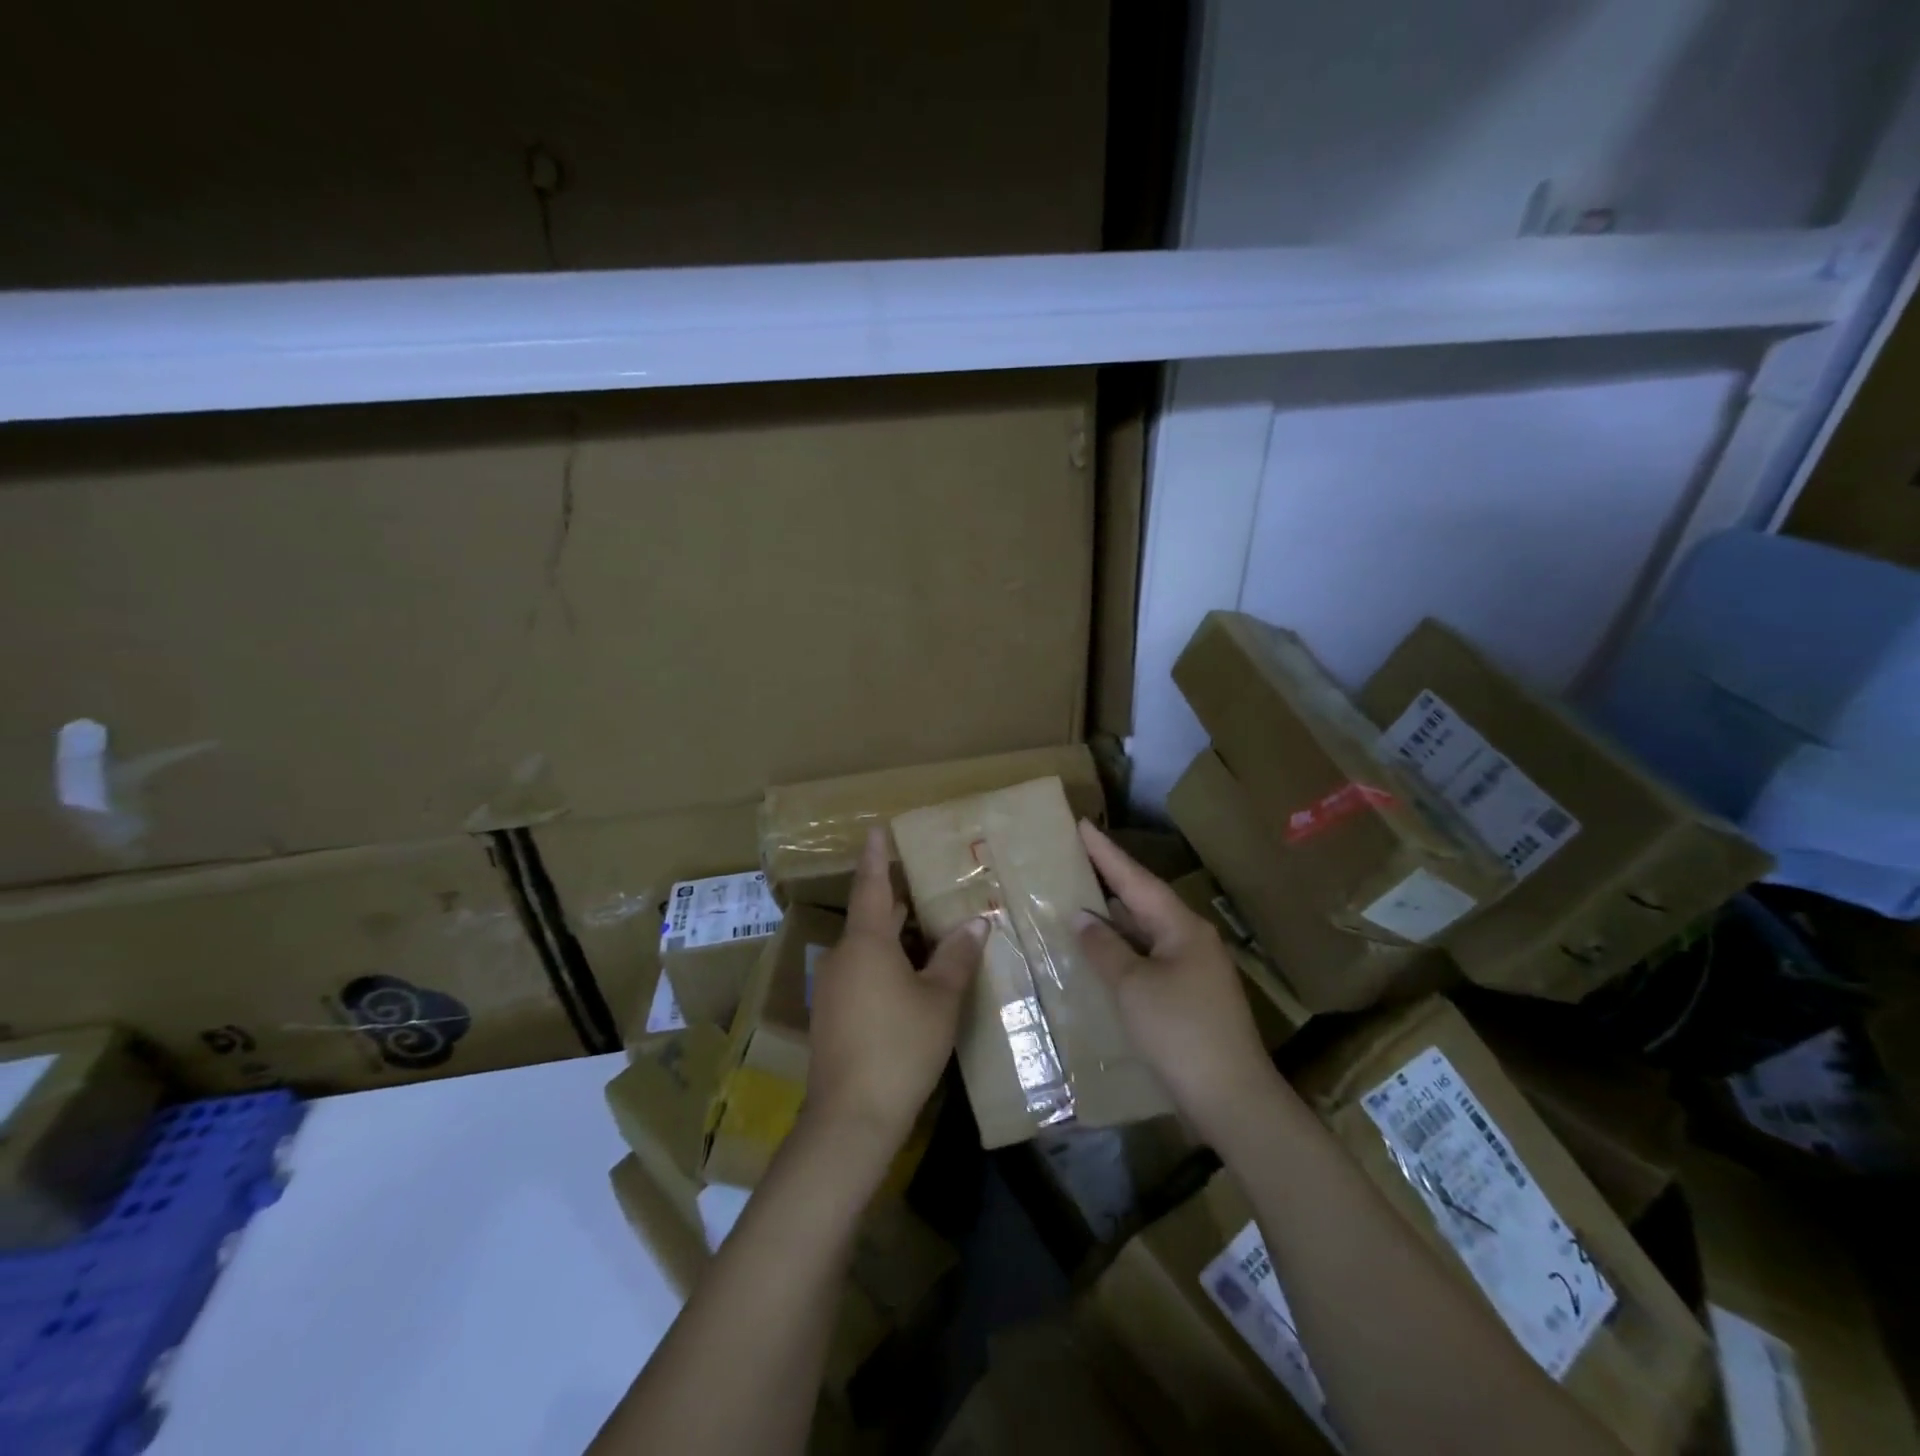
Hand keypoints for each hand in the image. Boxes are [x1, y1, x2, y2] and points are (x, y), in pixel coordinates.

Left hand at [803, 828, 985, 1157]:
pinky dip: (887, 963)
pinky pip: (863, 971)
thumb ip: (957, 956)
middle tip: (932, 885)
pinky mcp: (834, 1014)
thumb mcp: (940, 999)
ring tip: (934, 930)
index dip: (877, 856)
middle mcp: (844, 956)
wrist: (851, 1117)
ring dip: (897, 937)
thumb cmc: (900, 1046)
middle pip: (873, 917)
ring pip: (869, 948)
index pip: (871, 885)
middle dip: (900, 901)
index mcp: (866, 942)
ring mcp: (834, 987)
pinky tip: (915, 978)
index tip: (877, 828)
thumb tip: (977, 922)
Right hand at [1074, 821, 1278, 1129]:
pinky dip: (1124, 949)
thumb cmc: (1179, 1032)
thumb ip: (1104, 948)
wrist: (1232, 1097)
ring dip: (1116, 917)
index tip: (1082, 824)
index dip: (1106, 853)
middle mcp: (1191, 939)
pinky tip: (1103, 952)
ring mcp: (1194, 968)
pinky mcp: (1191, 996)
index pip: (1136, 879)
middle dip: (1110, 880)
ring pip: (1147, 931)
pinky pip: (1150, 957)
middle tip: (1076, 858)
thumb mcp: (1132, 987)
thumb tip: (1082, 916)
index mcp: (1181, 927)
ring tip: (1080, 898)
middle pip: (1144, 901)